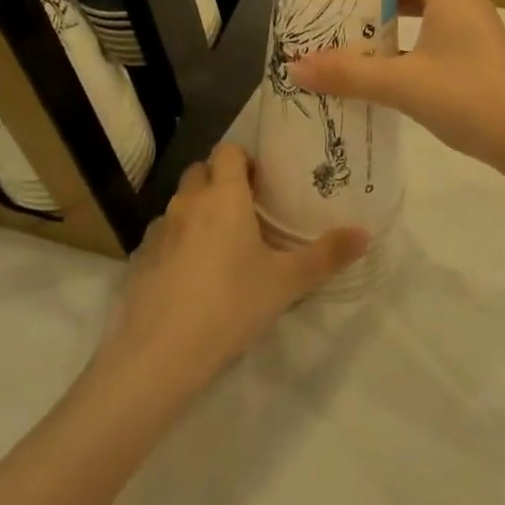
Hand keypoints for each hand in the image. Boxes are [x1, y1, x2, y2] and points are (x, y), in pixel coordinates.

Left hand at [99, 143, 368, 394]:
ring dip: (198, 212)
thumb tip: (365, 233)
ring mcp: (158, 230)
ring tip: (220, 247)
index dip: (244, 160)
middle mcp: (188, 202)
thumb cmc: (230, 305)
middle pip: (200, 171)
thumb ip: (327, 255)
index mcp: (224, 196)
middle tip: (246, 212)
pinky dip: (177, 243)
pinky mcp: (139, 259)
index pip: (228, 150)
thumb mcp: (286, 282)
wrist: (159, 354)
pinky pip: (163, 236)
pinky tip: (190, 278)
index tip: (262, 184)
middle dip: (220, 181)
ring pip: (180, 204)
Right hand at [287, 0, 504, 168]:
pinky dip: (410, 34)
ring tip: (361, 21)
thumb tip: (296, 68)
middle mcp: (465, 4)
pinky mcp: (478, 57)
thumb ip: (349, 74)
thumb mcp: (402, 84)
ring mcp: (475, 31)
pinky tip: (388, 61)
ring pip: (430, 5)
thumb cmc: (469, 97)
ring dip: (397, 7)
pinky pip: (437, 30)